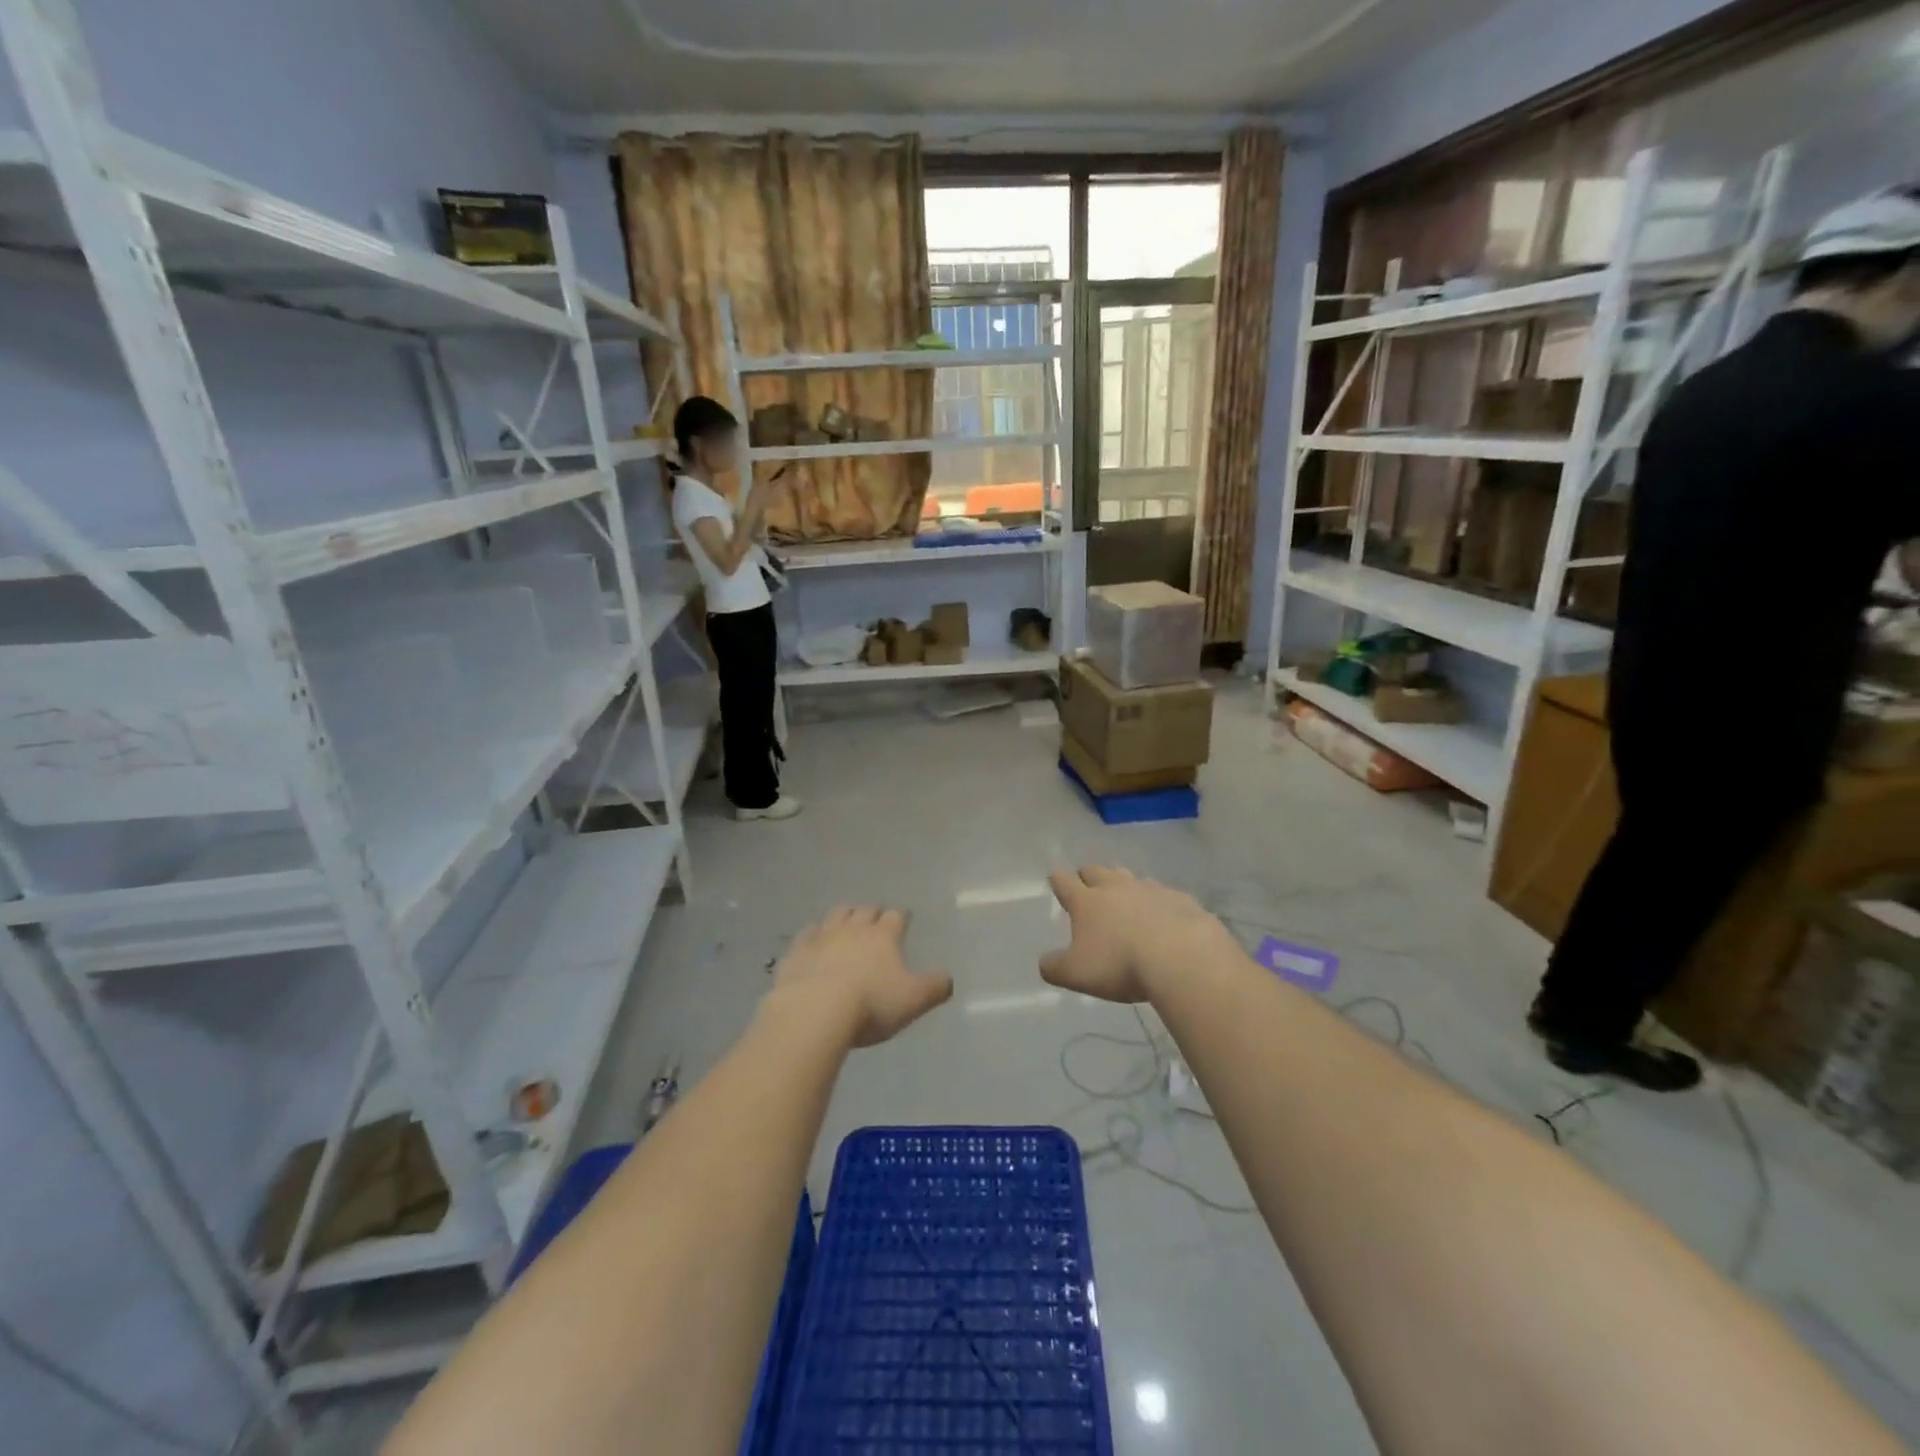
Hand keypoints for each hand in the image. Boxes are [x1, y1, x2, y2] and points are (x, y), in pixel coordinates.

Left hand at [766, 907, 952, 1047]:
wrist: (814, 1013)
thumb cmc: (870, 1005)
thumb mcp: (913, 1001)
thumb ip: (934, 988)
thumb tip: (948, 979)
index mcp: (883, 936)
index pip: (896, 917)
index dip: (901, 917)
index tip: (904, 919)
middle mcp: (853, 928)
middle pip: (865, 910)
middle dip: (872, 913)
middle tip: (876, 920)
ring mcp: (822, 936)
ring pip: (836, 915)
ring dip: (844, 916)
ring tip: (846, 924)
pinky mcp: (797, 951)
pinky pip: (807, 933)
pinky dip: (813, 934)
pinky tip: (813, 941)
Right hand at [1040, 866, 1233, 1003]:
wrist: (1182, 958)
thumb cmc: (1120, 964)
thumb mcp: (1076, 974)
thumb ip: (1054, 968)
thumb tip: (1044, 962)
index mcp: (1087, 901)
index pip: (1064, 882)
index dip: (1058, 880)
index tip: (1056, 878)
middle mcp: (1116, 887)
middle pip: (1097, 871)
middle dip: (1089, 875)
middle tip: (1087, 884)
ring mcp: (1150, 889)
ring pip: (1130, 877)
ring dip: (1123, 884)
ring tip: (1124, 898)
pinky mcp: (1180, 899)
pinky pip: (1164, 894)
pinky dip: (1158, 902)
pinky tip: (1163, 916)